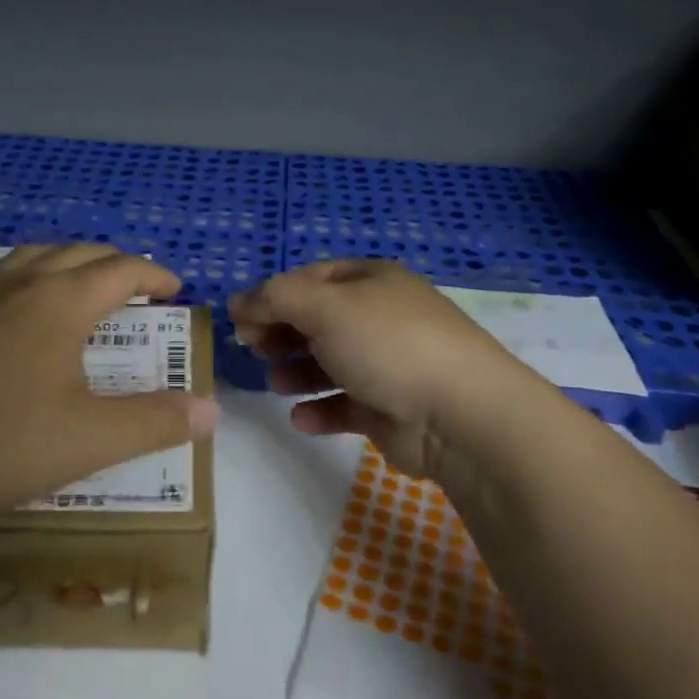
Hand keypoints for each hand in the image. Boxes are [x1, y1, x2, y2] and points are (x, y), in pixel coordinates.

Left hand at [0, 244, 218, 528]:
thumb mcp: (88, 440)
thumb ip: (154, 421)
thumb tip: (211, 410)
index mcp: (60, 302)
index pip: (121, 270)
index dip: (154, 274)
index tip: (175, 289)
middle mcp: (17, 284)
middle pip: (77, 254)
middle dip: (114, 263)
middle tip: (136, 287)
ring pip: (27, 256)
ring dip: (63, 261)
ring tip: (77, 282)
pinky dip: (10, 275)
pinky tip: (1, 297)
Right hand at [229, 260, 523, 479]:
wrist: (460, 414)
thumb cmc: (387, 344)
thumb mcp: (324, 306)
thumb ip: (275, 299)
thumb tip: (238, 300)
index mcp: (370, 282)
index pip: (310, 279)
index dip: (272, 296)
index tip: (240, 320)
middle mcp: (379, 317)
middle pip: (317, 321)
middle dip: (282, 334)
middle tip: (254, 350)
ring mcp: (387, 364)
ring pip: (329, 363)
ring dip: (297, 372)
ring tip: (275, 384)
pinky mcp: (390, 408)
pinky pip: (346, 405)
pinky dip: (321, 410)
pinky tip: (301, 418)